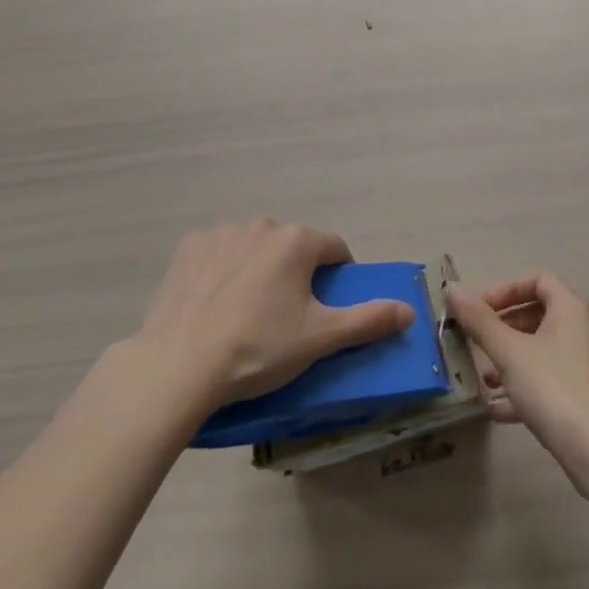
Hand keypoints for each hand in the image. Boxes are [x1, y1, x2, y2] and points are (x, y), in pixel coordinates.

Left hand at [133, 220, 414, 414]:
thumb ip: (368, 320)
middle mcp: (263, 224)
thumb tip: (409, 309)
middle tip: (286, 318)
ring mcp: (222, 232)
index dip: (337, 277)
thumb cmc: (258, 348)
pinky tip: (213, 304)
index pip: (334, 250)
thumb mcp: (320, 339)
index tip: (327, 308)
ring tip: (246, 315)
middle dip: (296, 274)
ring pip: (255, 248)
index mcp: (298, 240)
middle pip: (293, 247)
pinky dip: (222, 270)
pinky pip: (218, 253)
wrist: (179, 364)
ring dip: (259, 269)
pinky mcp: (189, 248)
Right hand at [444, 273, 588, 482]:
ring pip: (545, 350)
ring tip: (486, 378)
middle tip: (479, 342)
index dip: (506, 289)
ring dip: (513, 358)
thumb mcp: (509, 352)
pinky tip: (499, 409)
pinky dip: (528, 386)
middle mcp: (586, 330)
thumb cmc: (552, 388)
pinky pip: (554, 379)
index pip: (538, 280)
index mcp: (572, 309)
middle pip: (540, 314)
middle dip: (506, 326)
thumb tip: (453, 289)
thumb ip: (479, 321)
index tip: (480, 309)